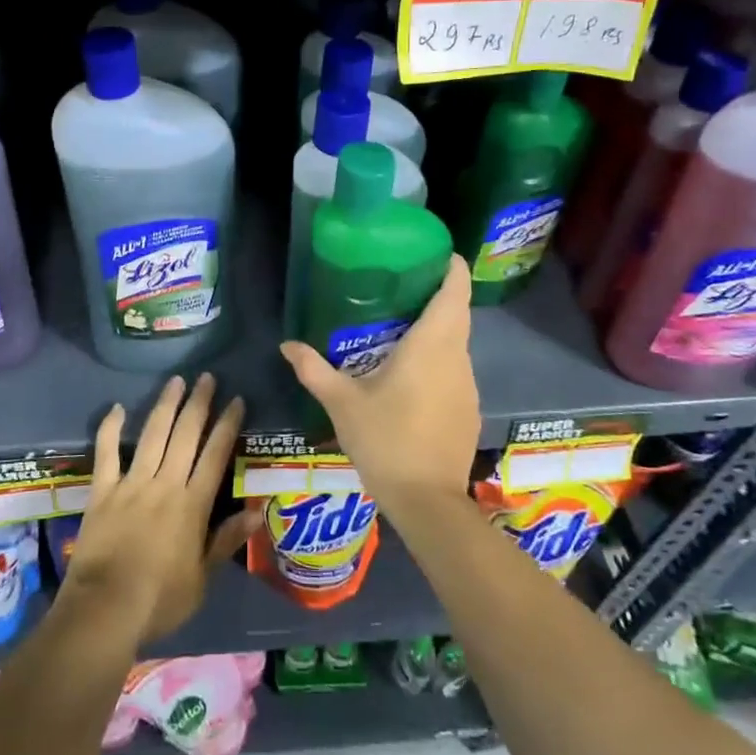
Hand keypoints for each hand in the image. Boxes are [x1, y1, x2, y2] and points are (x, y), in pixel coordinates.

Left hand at [60, 372, 256, 648]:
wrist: (105, 608)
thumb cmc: (160, 600)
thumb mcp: (202, 578)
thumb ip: (225, 540)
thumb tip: (256, 512)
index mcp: (192, 505)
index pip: (215, 455)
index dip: (227, 425)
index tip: (236, 400)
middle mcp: (165, 484)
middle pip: (185, 435)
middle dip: (199, 403)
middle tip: (207, 377)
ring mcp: (131, 483)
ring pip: (153, 435)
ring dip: (166, 406)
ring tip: (176, 381)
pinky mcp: (102, 491)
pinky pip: (106, 453)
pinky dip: (110, 428)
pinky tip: (116, 407)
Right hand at [279, 256, 479, 515]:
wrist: (427, 502)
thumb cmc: (385, 440)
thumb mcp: (342, 403)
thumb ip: (314, 369)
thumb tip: (286, 345)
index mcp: (432, 345)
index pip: (455, 291)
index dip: (450, 267)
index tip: (433, 252)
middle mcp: (457, 357)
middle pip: (457, 312)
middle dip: (436, 293)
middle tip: (401, 284)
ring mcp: (468, 384)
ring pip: (457, 342)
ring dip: (437, 328)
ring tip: (400, 325)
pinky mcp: (469, 409)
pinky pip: (455, 369)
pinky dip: (439, 359)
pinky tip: (411, 374)